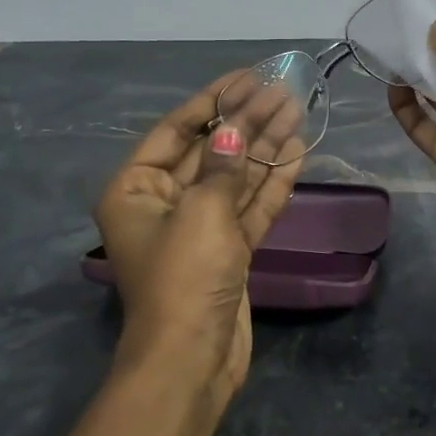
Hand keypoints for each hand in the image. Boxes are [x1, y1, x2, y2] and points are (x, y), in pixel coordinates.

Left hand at [94, 75, 304, 401]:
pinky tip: (298, 152)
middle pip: (212, 151)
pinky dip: (272, 182)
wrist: (192, 359)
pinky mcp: (229, 250)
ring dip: (265, 146)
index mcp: (137, 188)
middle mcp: (164, 202)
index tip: (249, 76)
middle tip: (285, 91)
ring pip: (236, 177)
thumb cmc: (184, 276)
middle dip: (247, 121)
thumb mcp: (201, 212)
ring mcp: (200, 228)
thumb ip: (224, 167)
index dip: (215, 100)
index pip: (177, 130)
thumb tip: (236, 131)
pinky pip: (251, 207)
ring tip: (298, 111)